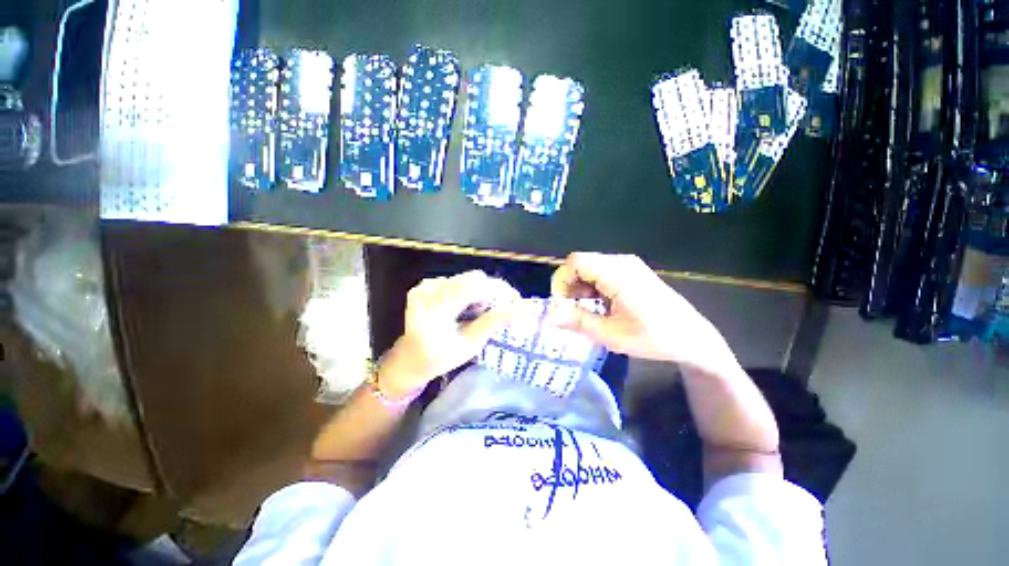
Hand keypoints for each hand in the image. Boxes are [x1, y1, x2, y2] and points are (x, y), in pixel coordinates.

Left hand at [378, 271, 520, 397]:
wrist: (409, 359)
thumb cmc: (440, 358)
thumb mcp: (470, 344)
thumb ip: (494, 322)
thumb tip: (522, 307)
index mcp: (436, 308)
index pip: (474, 286)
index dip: (499, 289)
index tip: (516, 300)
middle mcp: (429, 290)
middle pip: (472, 279)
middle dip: (491, 292)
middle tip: (500, 309)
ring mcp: (425, 285)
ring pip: (466, 279)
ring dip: (480, 292)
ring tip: (479, 312)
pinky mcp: (426, 284)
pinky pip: (456, 281)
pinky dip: (467, 292)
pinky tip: (465, 308)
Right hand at [548, 253, 731, 370]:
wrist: (692, 338)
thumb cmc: (653, 337)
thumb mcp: (610, 334)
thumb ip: (576, 321)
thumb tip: (547, 317)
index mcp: (617, 273)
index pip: (575, 262)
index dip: (561, 281)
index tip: (562, 306)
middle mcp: (621, 262)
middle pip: (580, 263)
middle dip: (570, 286)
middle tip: (573, 311)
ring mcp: (628, 265)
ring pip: (589, 268)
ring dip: (581, 288)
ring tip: (587, 310)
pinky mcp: (631, 271)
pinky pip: (601, 272)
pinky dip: (592, 287)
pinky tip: (600, 305)